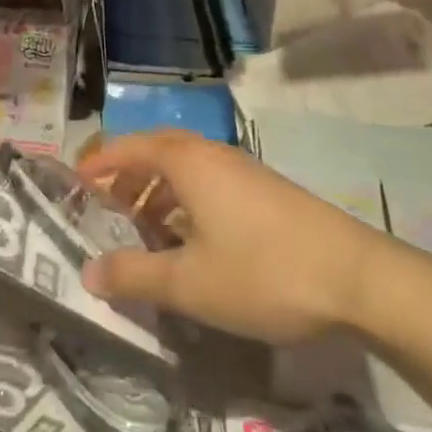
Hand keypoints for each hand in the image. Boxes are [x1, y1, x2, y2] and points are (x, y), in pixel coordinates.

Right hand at [76, 130, 416, 344]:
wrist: (357, 277)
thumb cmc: (263, 272)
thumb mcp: (190, 283)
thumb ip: (135, 276)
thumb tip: (88, 273)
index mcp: (187, 161)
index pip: (128, 148)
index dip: (98, 165)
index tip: (74, 186)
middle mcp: (211, 154)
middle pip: (156, 154)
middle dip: (126, 180)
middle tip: (105, 213)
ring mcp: (242, 170)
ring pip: (185, 171)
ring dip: (157, 195)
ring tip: (143, 234)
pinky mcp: (265, 192)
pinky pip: (209, 186)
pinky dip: (186, 204)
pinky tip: (191, 244)